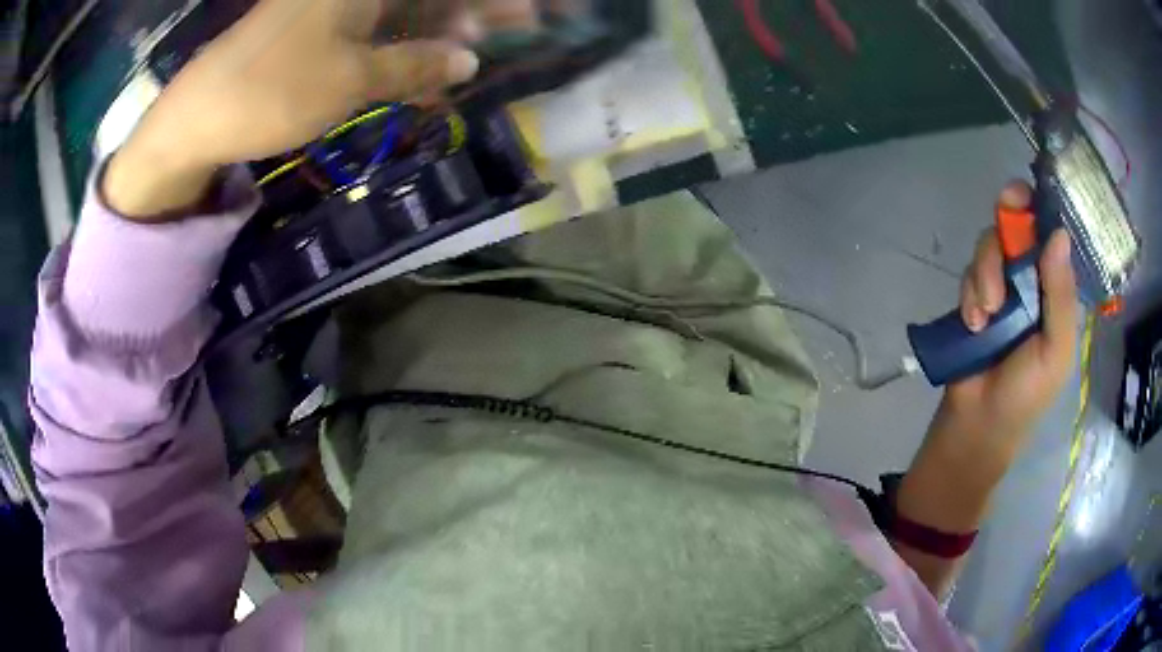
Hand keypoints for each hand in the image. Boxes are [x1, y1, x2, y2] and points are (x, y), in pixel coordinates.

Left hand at [104, 0, 536, 218]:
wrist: (196, 117)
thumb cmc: (272, 89)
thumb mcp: (351, 80)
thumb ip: (415, 66)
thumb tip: (469, 62)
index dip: (487, 0)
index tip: (528, 15)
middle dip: (472, 10)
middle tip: (516, 29)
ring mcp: (334, 7)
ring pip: (403, 10)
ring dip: (440, 31)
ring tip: (474, 56)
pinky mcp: (317, 30)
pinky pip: (375, 30)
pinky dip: (402, 48)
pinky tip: (425, 70)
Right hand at [891, 182, 1078, 595]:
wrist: (979, 426)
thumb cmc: (1026, 395)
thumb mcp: (1055, 351)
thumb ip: (1060, 297)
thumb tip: (1058, 233)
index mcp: (1056, 291)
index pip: (1050, 234)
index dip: (1037, 208)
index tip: (1020, 199)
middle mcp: (1031, 281)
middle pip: (1015, 228)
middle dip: (1003, 241)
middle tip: (1001, 256)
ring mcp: (1002, 288)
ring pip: (989, 248)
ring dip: (984, 274)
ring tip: (984, 315)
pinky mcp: (975, 298)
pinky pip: (970, 272)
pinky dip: (970, 292)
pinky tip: (973, 322)